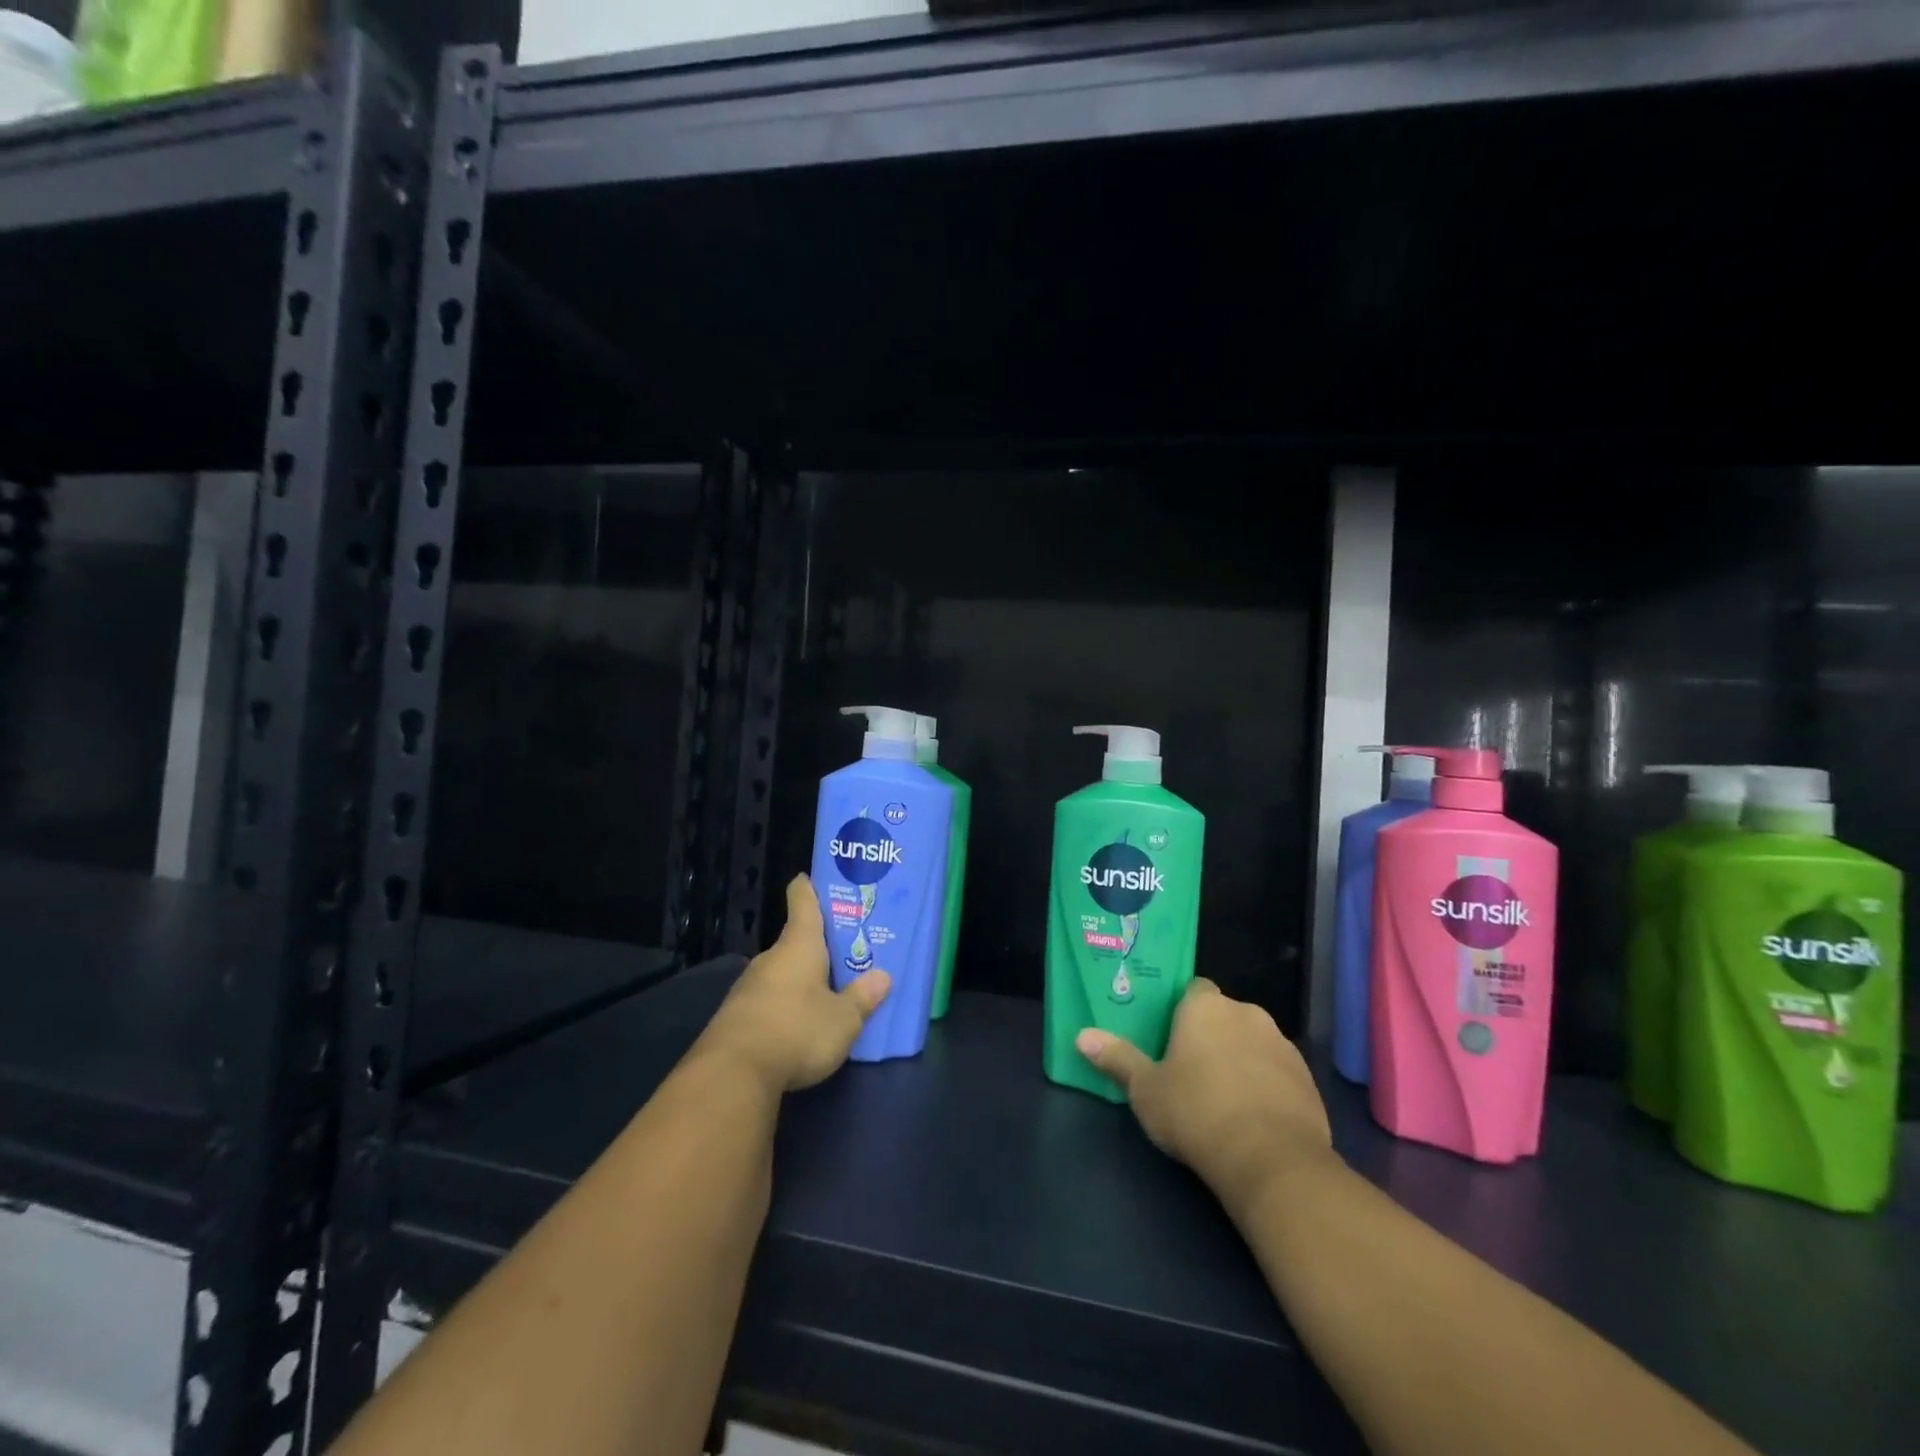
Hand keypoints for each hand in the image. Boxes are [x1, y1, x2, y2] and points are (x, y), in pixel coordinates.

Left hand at [699, 875, 890, 1093]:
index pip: (802, 902)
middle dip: (817, 948)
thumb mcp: (843, 1019)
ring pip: (781, 974)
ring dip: (800, 980)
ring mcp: (748, 988)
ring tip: (826, 992)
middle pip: (795, 942)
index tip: (809, 877)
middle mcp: (770, 959)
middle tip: (843, 953)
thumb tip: (882, 977)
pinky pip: (768, 1002)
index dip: (808, 888)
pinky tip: (798, 1026)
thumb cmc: (797, 1031)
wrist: (732, 1074)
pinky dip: (784, 1007)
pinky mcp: (736, 1018)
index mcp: (799, 945)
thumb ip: (862, 998)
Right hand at [1076, 979, 1331, 1209]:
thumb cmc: (1196, 1112)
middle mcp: (1246, 1013)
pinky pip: (1277, 1072)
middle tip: (1190, 1070)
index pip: (1193, 990)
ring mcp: (1282, 1045)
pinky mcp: (1307, 1078)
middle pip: (1223, 1016)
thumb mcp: (1145, 1090)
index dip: (1182, 1012)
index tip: (1170, 1038)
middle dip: (1211, 1036)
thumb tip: (1081, 1036)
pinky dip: (1266, 1085)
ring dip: (1240, 1059)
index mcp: (1205, 1007)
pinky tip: (1252, 1117)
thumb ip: (1117, 1058)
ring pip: (1253, 1042)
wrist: (1272, 1161)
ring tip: (1222, 1097)